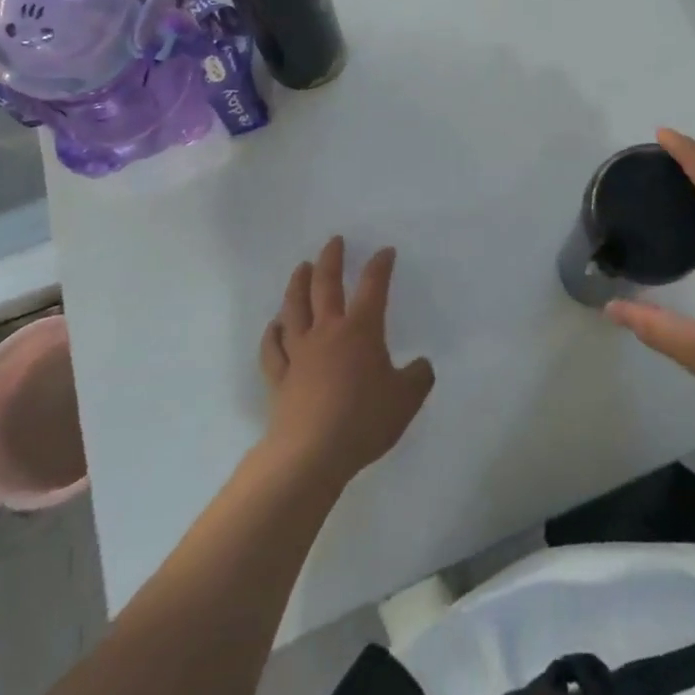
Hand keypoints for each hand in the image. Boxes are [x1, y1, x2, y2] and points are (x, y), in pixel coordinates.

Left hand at [259, 237, 434, 486]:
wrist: (311, 453)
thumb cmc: (363, 420)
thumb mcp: (406, 400)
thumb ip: (418, 378)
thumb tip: (421, 365)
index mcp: (360, 330)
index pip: (372, 286)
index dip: (379, 266)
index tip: (385, 251)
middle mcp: (327, 331)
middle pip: (325, 285)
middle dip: (331, 259)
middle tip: (334, 241)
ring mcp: (299, 352)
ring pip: (294, 307)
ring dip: (298, 284)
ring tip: (301, 267)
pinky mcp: (279, 376)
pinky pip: (273, 348)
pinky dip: (272, 333)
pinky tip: (274, 325)